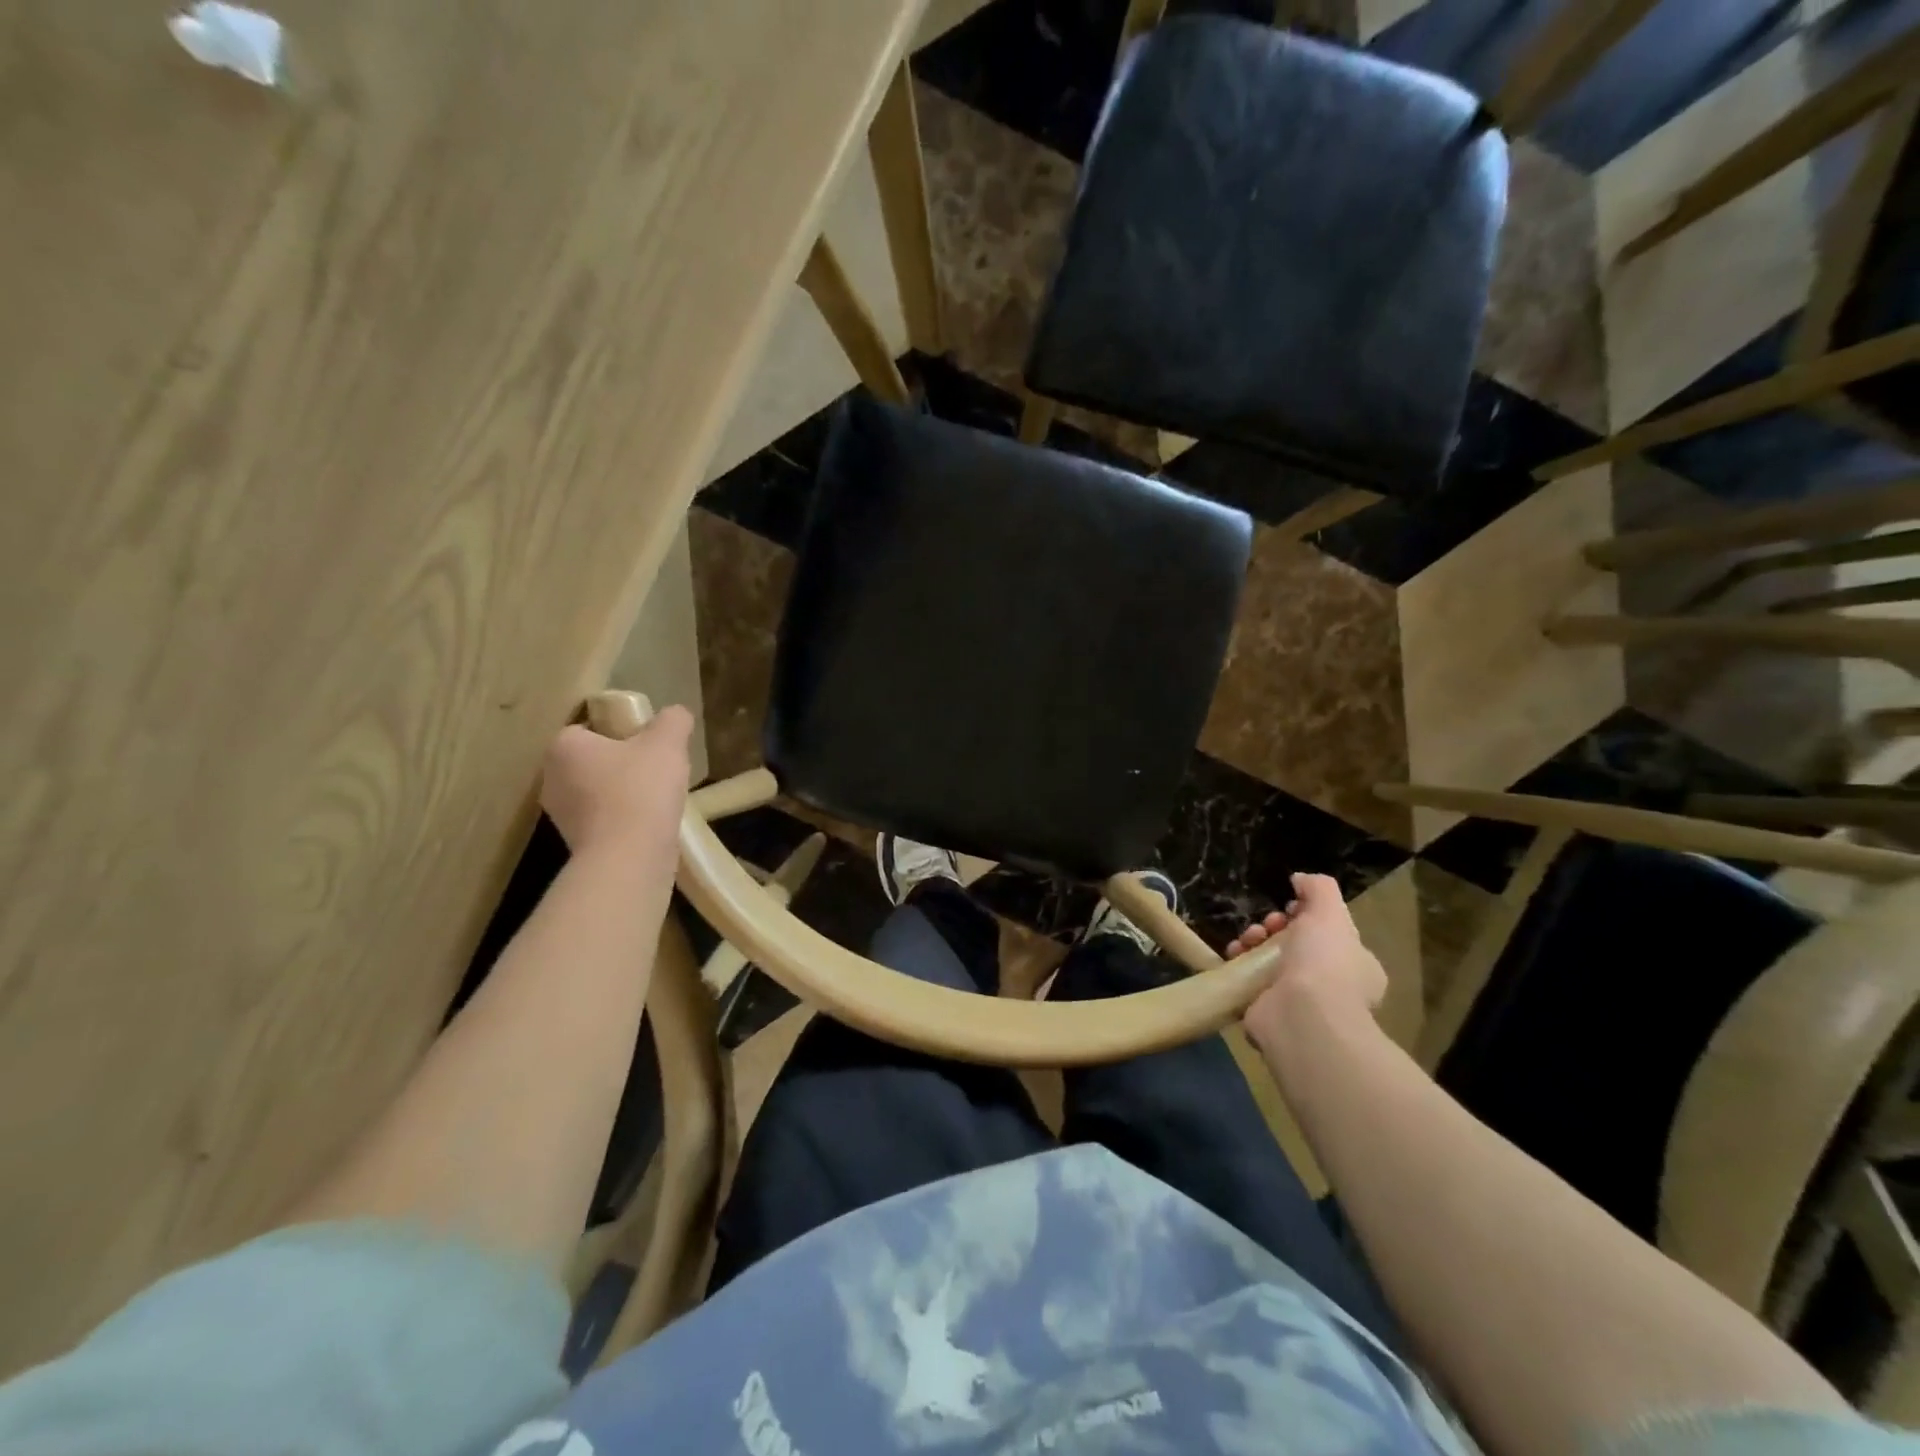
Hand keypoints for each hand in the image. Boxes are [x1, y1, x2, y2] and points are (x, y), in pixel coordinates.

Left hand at [539, 705, 693, 859]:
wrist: (629, 858)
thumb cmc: (641, 789)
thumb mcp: (667, 743)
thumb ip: (673, 720)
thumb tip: (676, 714)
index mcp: (563, 747)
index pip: (588, 728)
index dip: (619, 732)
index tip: (647, 743)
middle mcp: (551, 778)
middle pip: (591, 760)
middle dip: (621, 763)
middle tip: (656, 768)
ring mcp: (560, 815)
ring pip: (596, 792)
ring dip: (621, 793)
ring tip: (656, 799)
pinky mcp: (574, 844)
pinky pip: (602, 820)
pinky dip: (622, 819)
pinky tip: (649, 823)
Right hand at [1238, 873, 1385, 1053]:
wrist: (1301, 1017)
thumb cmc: (1324, 962)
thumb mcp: (1329, 912)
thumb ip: (1319, 888)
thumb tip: (1300, 879)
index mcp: (1356, 965)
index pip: (1329, 932)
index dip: (1305, 915)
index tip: (1289, 907)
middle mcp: (1331, 986)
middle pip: (1295, 943)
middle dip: (1275, 926)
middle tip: (1267, 924)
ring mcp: (1299, 1002)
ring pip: (1270, 960)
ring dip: (1254, 941)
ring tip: (1247, 939)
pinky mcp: (1268, 1011)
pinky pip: (1249, 979)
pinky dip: (1239, 963)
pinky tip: (1234, 954)